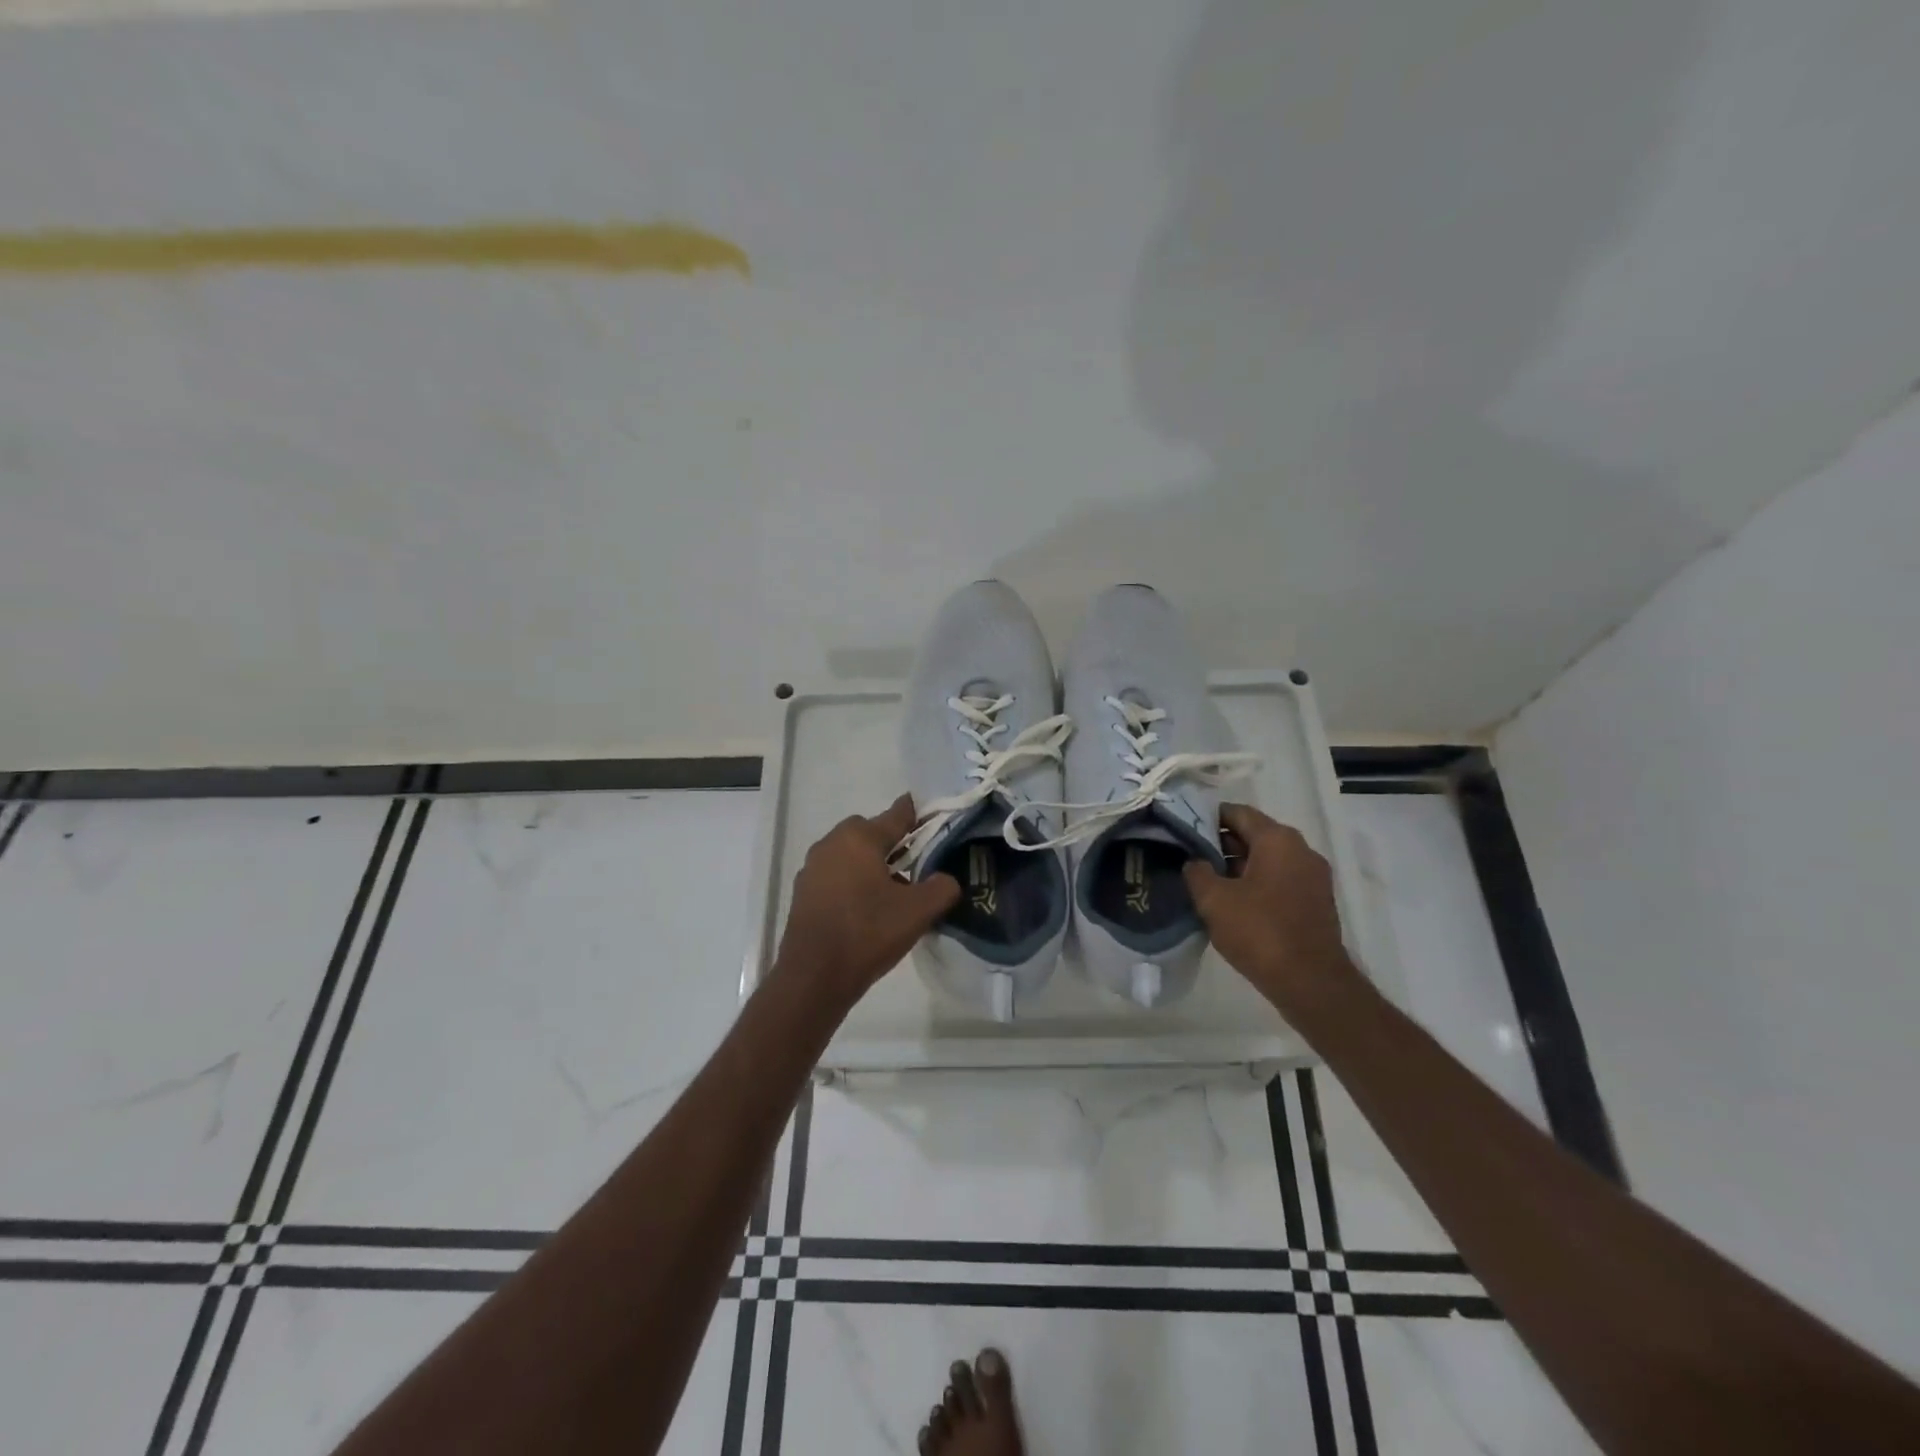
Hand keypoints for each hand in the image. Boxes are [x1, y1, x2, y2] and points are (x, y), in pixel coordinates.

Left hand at [773, 795, 961, 1009]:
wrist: (813, 977)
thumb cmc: (868, 933)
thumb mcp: (918, 911)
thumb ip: (942, 887)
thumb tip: (947, 879)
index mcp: (859, 838)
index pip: (896, 815)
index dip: (915, 814)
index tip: (928, 812)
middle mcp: (831, 844)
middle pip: (869, 832)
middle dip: (891, 843)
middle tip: (914, 864)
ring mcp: (812, 869)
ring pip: (850, 855)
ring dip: (870, 864)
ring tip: (892, 891)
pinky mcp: (803, 893)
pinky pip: (835, 876)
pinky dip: (852, 882)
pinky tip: (866, 908)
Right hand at [1183, 803, 1361, 1018]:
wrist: (1310, 983)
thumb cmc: (1259, 931)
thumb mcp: (1213, 899)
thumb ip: (1197, 871)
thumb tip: (1195, 862)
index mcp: (1278, 840)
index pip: (1237, 813)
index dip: (1207, 818)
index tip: (1182, 830)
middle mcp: (1301, 850)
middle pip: (1253, 834)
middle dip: (1221, 844)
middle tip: (1189, 857)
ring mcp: (1313, 876)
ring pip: (1267, 859)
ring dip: (1237, 866)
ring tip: (1206, 882)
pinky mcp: (1315, 901)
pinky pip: (1279, 879)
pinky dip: (1256, 883)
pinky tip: (1232, 903)